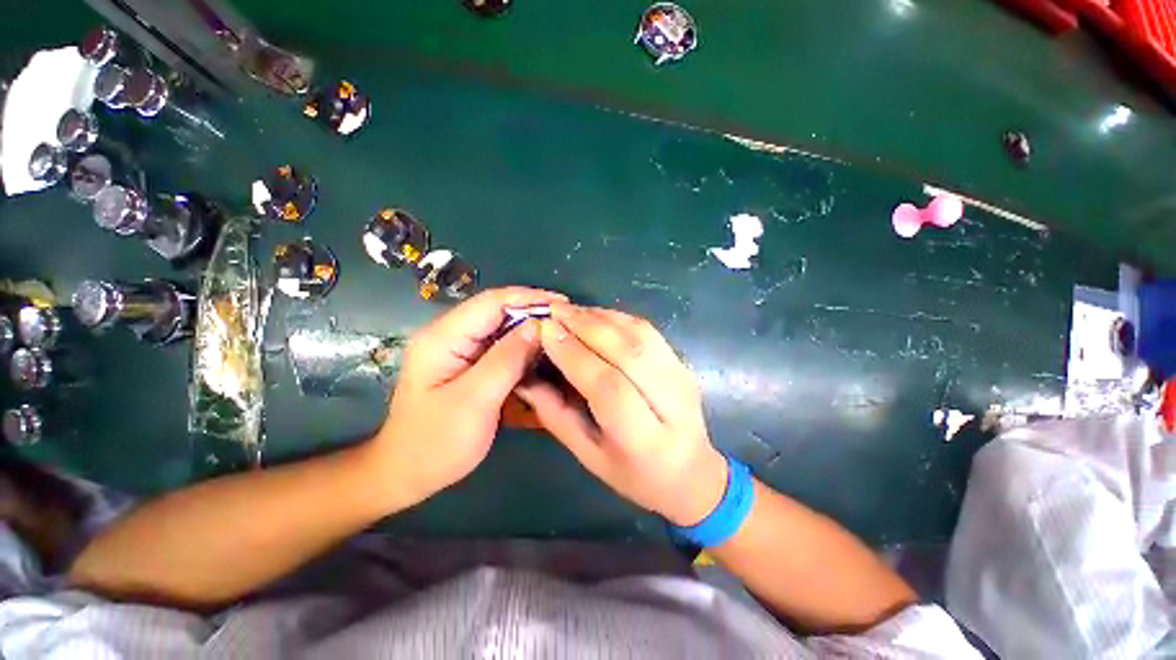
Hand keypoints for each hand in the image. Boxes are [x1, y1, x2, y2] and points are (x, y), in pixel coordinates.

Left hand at [373, 287, 565, 502]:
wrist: (406, 473)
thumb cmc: (436, 442)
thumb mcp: (474, 400)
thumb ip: (507, 360)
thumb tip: (538, 327)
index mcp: (443, 337)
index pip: (491, 302)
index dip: (529, 298)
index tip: (562, 304)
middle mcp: (450, 335)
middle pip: (497, 311)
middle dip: (533, 312)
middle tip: (567, 321)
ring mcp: (458, 349)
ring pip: (502, 328)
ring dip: (530, 329)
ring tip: (560, 334)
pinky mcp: (468, 363)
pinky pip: (501, 346)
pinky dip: (523, 346)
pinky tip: (542, 352)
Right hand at [516, 303, 727, 525]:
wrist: (692, 472)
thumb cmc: (634, 474)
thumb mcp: (588, 456)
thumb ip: (556, 415)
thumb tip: (526, 377)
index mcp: (645, 441)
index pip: (608, 387)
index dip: (575, 355)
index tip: (546, 330)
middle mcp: (671, 404)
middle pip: (628, 353)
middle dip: (586, 327)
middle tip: (554, 312)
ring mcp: (682, 378)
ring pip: (640, 335)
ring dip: (601, 317)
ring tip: (570, 310)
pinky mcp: (682, 363)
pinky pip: (648, 331)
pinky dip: (618, 317)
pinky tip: (595, 315)